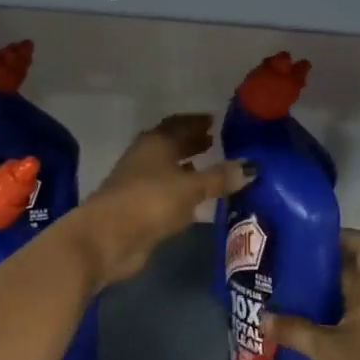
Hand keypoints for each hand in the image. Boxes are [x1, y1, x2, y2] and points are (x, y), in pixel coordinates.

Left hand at [70, 114, 253, 287]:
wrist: (107, 238)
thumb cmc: (150, 201)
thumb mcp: (191, 188)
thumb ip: (220, 178)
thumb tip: (252, 166)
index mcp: (156, 142)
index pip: (179, 124)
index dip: (197, 122)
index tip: (216, 121)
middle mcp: (145, 157)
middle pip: (172, 144)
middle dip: (193, 142)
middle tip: (216, 141)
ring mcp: (138, 182)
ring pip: (168, 168)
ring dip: (187, 166)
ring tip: (211, 167)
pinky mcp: (138, 208)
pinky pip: (166, 191)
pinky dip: (181, 190)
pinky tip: (196, 198)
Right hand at [266, 230, 359, 359]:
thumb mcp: (324, 349)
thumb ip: (293, 328)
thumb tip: (263, 315)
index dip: (342, 234)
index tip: (309, 235)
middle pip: (353, 271)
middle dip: (321, 265)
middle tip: (286, 261)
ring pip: (345, 301)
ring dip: (319, 296)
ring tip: (283, 290)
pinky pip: (342, 327)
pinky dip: (321, 323)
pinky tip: (293, 327)